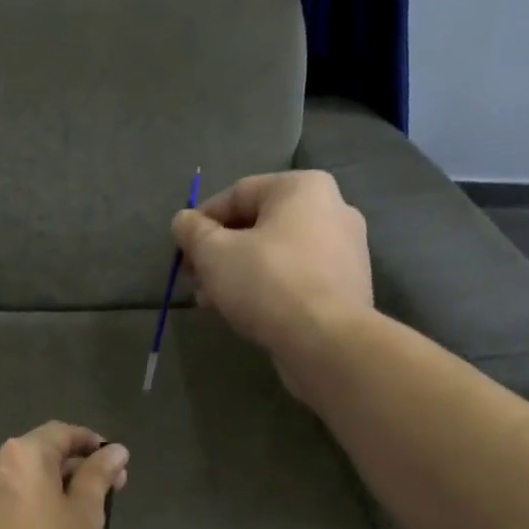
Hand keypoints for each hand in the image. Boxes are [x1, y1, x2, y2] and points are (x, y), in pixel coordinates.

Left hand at [0, 422, 128, 528]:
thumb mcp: (86, 513)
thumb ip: (99, 473)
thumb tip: (115, 450)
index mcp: (22, 454)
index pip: (61, 433)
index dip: (90, 443)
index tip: (111, 461)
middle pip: (36, 455)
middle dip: (68, 468)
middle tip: (99, 492)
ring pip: (13, 479)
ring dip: (40, 487)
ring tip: (65, 515)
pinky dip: (16, 506)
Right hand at [172, 171, 374, 380]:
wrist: (326, 340)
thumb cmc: (267, 283)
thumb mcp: (214, 254)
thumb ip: (193, 231)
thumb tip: (183, 220)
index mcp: (302, 188)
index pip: (237, 194)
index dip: (201, 222)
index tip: (182, 251)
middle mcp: (332, 208)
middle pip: (258, 225)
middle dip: (219, 253)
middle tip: (195, 279)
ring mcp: (344, 249)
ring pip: (275, 255)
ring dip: (238, 274)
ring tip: (213, 301)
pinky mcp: (346, 286)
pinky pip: (295, 278)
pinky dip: (267, 289)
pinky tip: (244, 312)